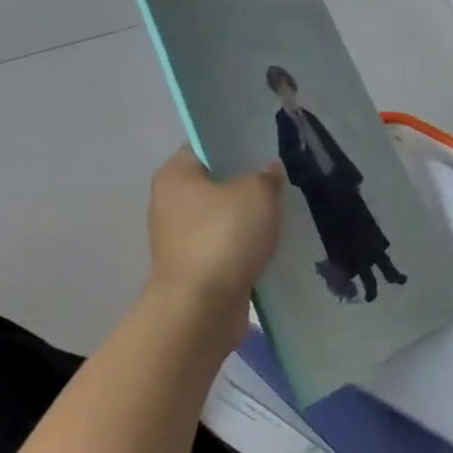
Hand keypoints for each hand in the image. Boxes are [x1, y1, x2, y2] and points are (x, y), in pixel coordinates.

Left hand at [147, 148, 281, 310]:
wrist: (202, 306)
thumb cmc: (224, 236)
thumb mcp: (258, 194)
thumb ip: (266, 176)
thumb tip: (268, 171)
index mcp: (175, 174)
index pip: (205, 146)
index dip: (236, 145)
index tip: (266, 149)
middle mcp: (170, 202)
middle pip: (214, 182)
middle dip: (246, 183)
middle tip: (281, 182)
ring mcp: (179, 238)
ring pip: (222, 216)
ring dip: (247, 218)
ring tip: (282, 214)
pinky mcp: (193, 266)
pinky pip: (225, 245)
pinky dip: (244, 245)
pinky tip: (271, 244)